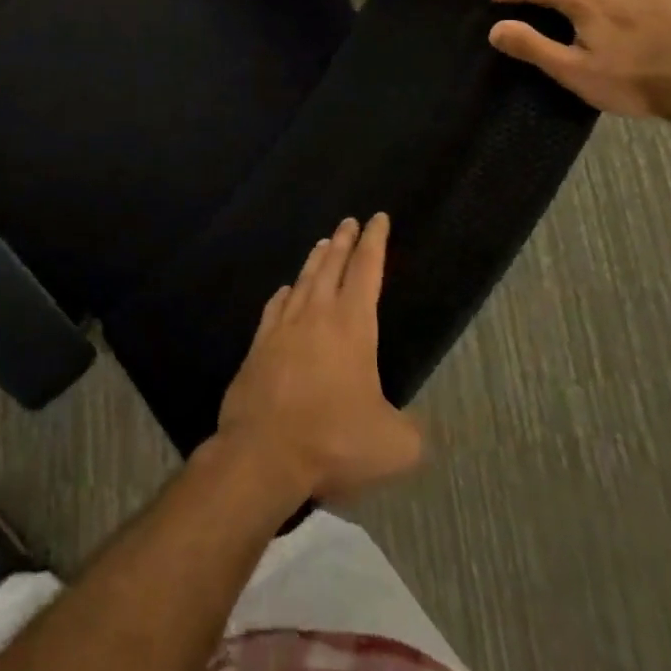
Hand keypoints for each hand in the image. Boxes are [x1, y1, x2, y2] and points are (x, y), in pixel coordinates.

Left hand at [216, 215, 423, 502]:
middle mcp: (316, 315)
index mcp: (352, 326)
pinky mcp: (259, 346)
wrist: (262, 452)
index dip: (375, 242)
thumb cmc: (333, 440)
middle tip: (349, 222)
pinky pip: (274, 308)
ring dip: (315, 260)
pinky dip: (284, 294)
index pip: (367, 271)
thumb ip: (411, 430)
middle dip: (344, 241)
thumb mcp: (394, 445)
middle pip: (332, 266)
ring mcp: (282, 328)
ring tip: (323, 244)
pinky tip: (285, 291)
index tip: (378, 218)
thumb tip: (412, 427)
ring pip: (302, 281)